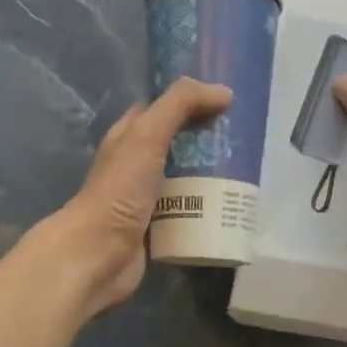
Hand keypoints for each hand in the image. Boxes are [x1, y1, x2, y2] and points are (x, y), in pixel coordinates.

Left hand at [45, 78, 231, 316]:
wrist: (98, 255)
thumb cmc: (120, 189)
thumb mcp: (148, 135)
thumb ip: (180, 105)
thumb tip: (224, 92)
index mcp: (129, 136)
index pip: (163, 107)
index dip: (192, 99)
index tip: (228, 99)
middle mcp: (137, 163)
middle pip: (179, 144)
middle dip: (209, 140)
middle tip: (247, 140)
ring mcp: (147, 197)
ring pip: (186, 178)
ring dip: (212, 176)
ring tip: (248, 172)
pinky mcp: (158, 227)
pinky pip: (189, 211)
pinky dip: (208, 208)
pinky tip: (232, 207)